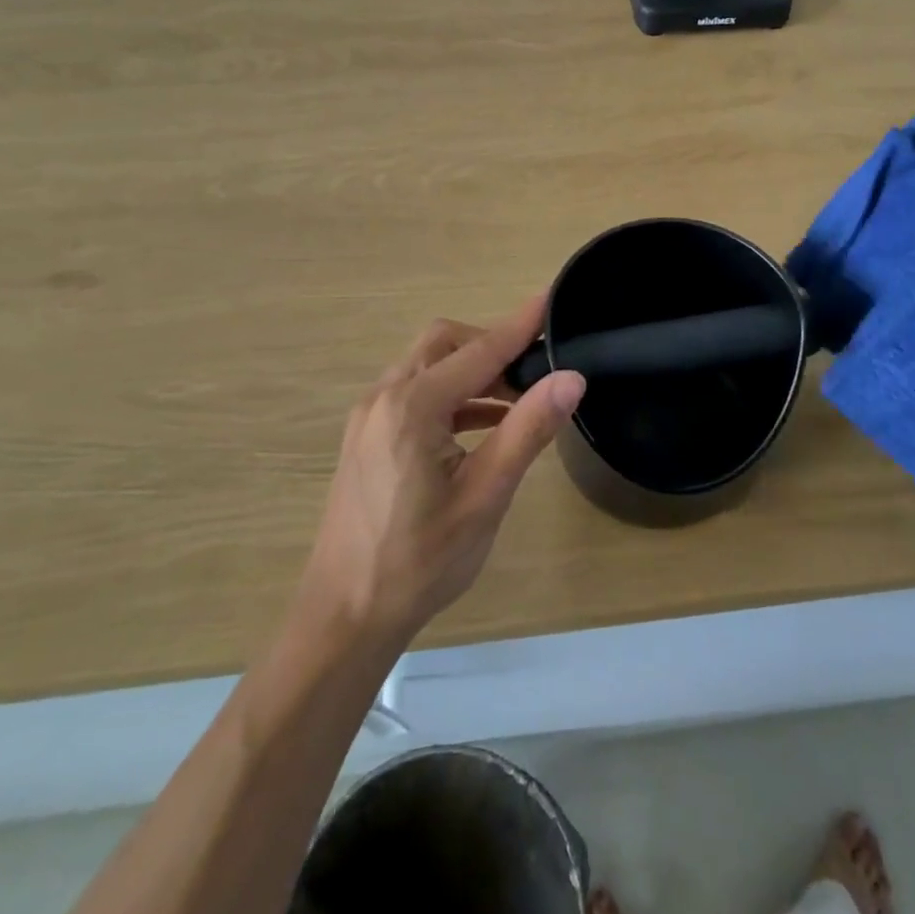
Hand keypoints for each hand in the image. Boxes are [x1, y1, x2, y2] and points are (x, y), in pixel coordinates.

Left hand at [298, 299, 585, 646]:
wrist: (344, 617)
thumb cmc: (419, 562)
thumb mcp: (484, 496)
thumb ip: (527, 430)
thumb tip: (570, 379)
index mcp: (413, 406)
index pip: (480, 350)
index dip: (520, 325)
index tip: (551, 297)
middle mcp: (384, 396)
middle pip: (445, 344)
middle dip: (492, 346)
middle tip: (535, 371)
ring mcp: (369, 414)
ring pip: (428, 366)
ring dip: (472, 371)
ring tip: (517, 400)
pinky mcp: (366, 434)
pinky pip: (414, 392)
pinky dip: (451, 395)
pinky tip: (481, 424)